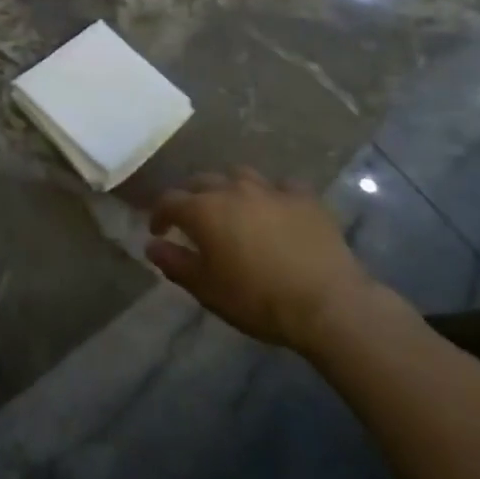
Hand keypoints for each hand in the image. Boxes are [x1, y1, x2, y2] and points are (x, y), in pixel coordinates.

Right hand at [147, 170, 383, 351]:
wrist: (327, 304)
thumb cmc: (258, 299)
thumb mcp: (207, 289)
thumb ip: (175, 263)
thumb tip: (151, 245)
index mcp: (203, 210)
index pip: (169, 201)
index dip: (159, 214)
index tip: (159, 231)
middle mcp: (232, 189)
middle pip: (201, 181)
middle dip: (191, 196)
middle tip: (193, 217)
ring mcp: (270, 189)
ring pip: (240, 175)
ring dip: (230, 187)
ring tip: (233, 205)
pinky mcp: (304, 198)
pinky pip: (282, 186)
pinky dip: (273, 194)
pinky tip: (277, 208)